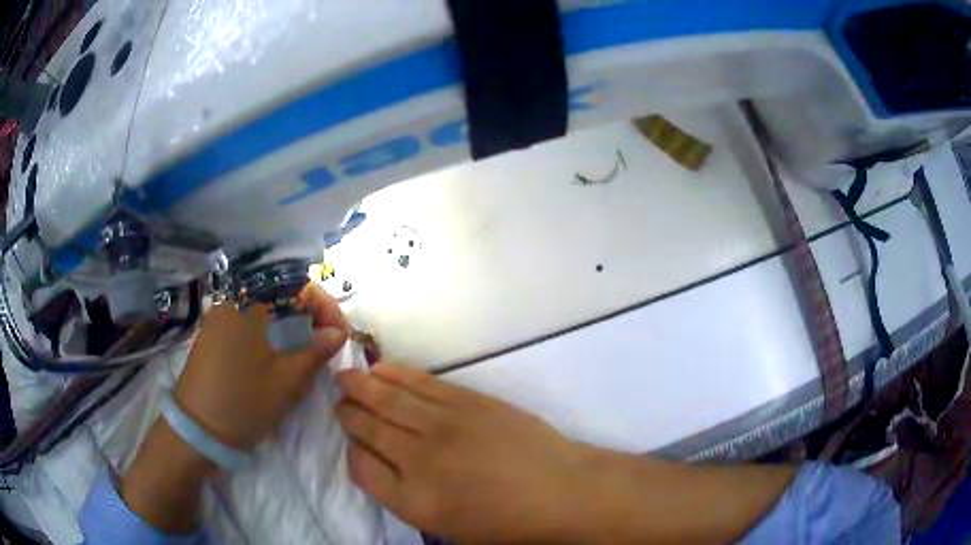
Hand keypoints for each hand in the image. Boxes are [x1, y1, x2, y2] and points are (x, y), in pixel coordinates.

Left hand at [175, 283, 348, 449]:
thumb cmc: (245, 402)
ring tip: (305, 353)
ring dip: (290, 323)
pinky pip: (248, 321)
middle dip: (309, 314)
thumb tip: (337, 333)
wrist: (198, 429)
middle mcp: (233, 299)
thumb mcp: (288, 381)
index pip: (298, 285)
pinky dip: (269, 332)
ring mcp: (220, 315)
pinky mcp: (214, 333)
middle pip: (281, 293)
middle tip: (325, 344)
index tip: (340, 334)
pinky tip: (277, 357)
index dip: (325, 306)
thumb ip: (316, 351)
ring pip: (265, 308)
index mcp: (251, 303)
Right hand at [335, 363, 590, 542]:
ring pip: (389, 400)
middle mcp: (419, 460)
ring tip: (345, 377)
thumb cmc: (508, 523)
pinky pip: (423, 384)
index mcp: (413, 501)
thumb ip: (407, 498)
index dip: (352, 451)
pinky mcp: (468, 401)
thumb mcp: (448, 529)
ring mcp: (444, 426)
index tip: (353, 443)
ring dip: (362, 385)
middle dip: (350, 412)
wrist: (561, 492)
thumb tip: (383, 465)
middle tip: (339, 400)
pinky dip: (397, 374)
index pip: (361, 467)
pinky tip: (382, 369)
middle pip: (369, 428)